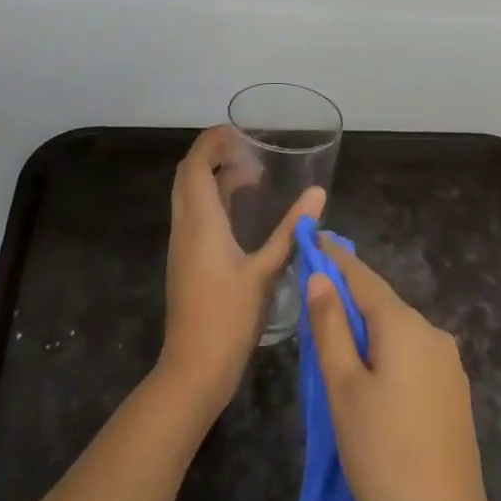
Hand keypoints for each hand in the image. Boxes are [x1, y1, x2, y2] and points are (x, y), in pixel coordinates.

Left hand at [157, 126, 323, 418]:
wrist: (193, 370)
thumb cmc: (229, 318)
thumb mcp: (266, 271)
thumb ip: (291, 230)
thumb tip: (318, 193)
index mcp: (200, 220)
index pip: (196, 164)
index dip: (213, 141)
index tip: (239, 130)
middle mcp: (186, 225)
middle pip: (189, 174)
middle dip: (214, 154)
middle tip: (249, 148)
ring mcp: (183, 243)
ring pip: (190, 193)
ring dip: (214, 176)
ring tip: (252, 175)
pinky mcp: (186, 259)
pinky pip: (194, 212)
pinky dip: (213, 198)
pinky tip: (241, 211)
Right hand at [305, 241, 498, 500]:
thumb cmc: (383, 456)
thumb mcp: (344, 390)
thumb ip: (331, 328)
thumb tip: (322, 276)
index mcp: (404, 324)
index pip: (363, 277)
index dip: (336, 258)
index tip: (315, 237)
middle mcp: (432, 333)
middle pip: (382, 304)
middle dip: (349, 297)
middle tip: (314, 296)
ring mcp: (448, 365)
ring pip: (398, 333)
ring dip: (368, 330)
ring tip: (336, 341)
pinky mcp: (454, 395)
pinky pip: (413, 358)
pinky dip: (388, 355)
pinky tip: (372, 378)